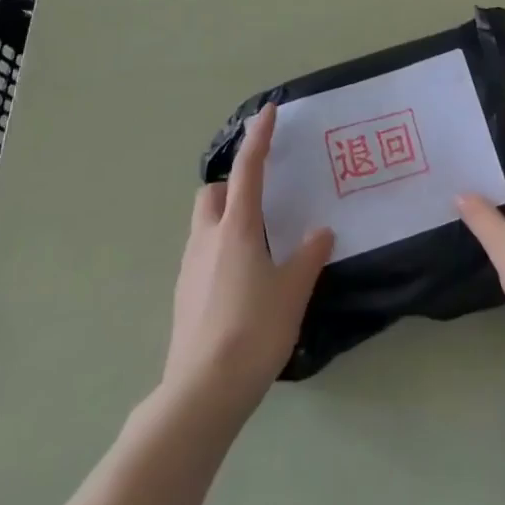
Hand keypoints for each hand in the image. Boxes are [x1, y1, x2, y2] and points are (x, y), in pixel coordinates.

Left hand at [165, 104, 333, 413]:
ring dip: (225, 220)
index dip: (259, 137)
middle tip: (261, 202)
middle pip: (212, 194)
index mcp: (237, 228)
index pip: (248, 169)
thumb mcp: (292, 292)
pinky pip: (201, 255)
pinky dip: (219, 251)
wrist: (202, 392)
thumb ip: (308, 256)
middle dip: (232, 186)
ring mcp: (189, 268)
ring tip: (257, 245)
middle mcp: (207, 238)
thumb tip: (321, 232)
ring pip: (204, 225)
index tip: (267, 112)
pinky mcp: (183, 295)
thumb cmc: (253, 331)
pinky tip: (241, 282)